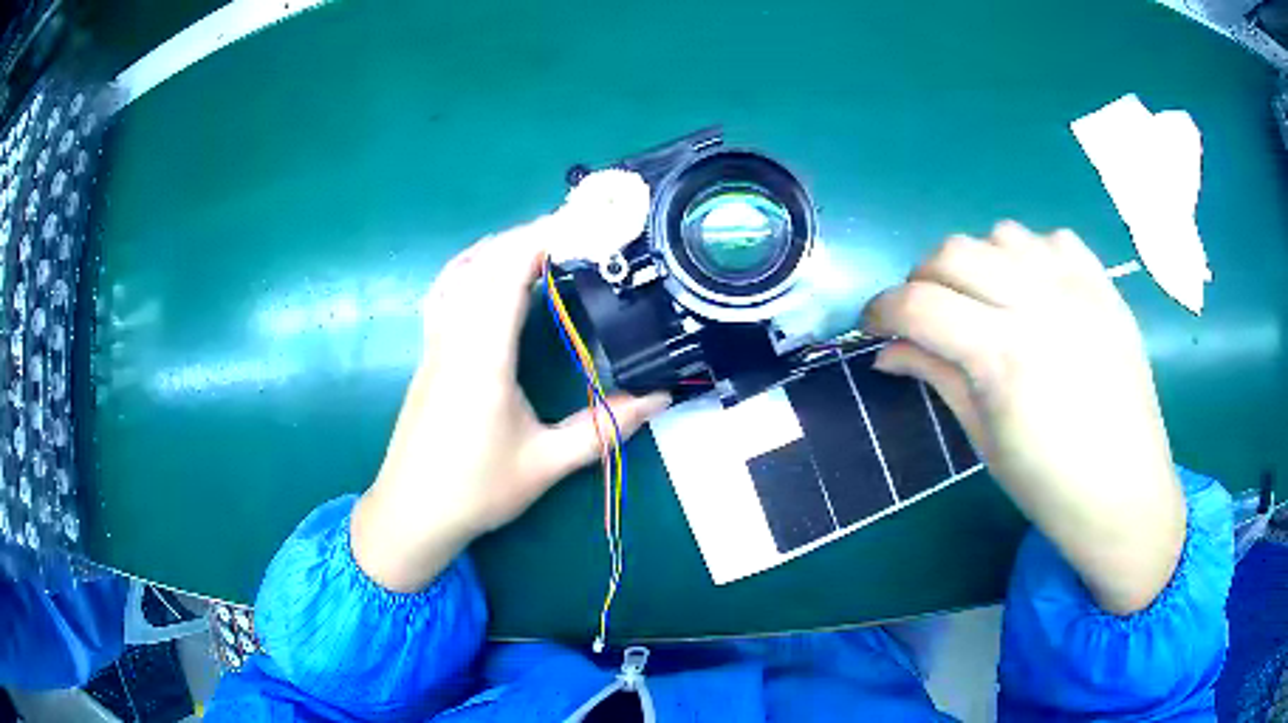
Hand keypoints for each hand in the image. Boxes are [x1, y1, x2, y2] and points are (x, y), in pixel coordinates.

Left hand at [352, 220, 669, 593]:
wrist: (411, 512)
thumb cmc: (475, 490)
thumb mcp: (545, 464)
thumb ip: (603, 428)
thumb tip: (660, 398)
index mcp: (482, 356)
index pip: (507, 272)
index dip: (543, 237)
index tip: (584, 222)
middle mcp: (454, 336)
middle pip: (486, 260)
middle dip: (532, 234)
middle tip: (581, 231)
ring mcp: (436, 341)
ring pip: (463, 270)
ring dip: (502, 247)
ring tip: (545, 245)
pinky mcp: (429, 352)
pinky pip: (448, 289)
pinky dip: (474, 266)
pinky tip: (492, 275)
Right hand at [863, 221, 1184, 613]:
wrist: (1127, 494)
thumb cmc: (1050, 486)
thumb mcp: (983, 439)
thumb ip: (936, 377)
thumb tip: (887, 350)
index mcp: (1004, 356)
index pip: (918, 305)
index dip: (880, 309)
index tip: (871, 325)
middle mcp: (1040, 304)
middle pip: (953, 253)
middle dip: (922, 280)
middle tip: (925, 318)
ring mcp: (1078, 288)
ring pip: (1001, 235)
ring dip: (977, 262)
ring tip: (984, 302)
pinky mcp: (1105, 286)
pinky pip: (1053, 239)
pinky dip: (1031, 256)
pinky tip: (1034, 291)